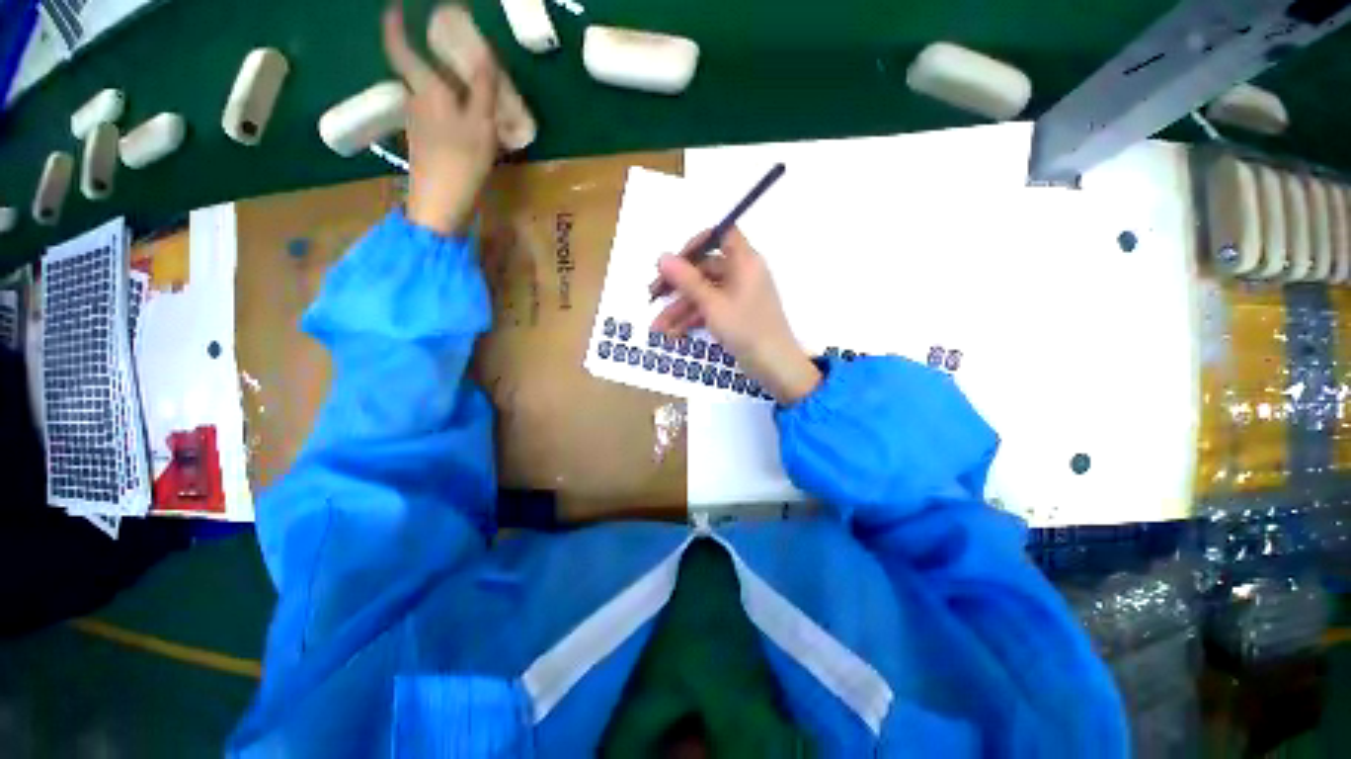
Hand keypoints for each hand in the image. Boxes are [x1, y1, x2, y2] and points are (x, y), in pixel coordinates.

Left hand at [383, 2, 498, 234]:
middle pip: (418, 71)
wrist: (441, 203)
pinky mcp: (423, 142)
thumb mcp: (481, 123)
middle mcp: (415, 100)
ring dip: (443, 85)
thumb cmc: (461, 160)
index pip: (400, 48)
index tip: (397, 8)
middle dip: (432, 58)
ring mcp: (417, 123)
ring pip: (428, 93)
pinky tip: (466, 118)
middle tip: (455, 53)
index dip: (395, 25)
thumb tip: (486, 54)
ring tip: (469, 88)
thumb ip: (484, 89)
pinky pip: (434, 113)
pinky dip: (448, 107)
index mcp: (426, 89)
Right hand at [651, 228, 821, 403]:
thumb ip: (687, 281)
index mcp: (745, 262)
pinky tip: (673, 334)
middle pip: (705, 268)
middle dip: (677, 285)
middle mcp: (742, 274)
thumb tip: (662, 256)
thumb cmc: (747, 330)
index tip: (673, 260)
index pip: (722, 235)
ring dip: (680, 309)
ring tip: (657, 327)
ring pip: (704, 293)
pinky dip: (693, 320)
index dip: (697, 243)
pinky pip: (710, 310)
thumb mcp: (713, 305)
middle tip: (652, 296)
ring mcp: (738, 296)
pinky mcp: (735, 315)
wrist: (775, 367)